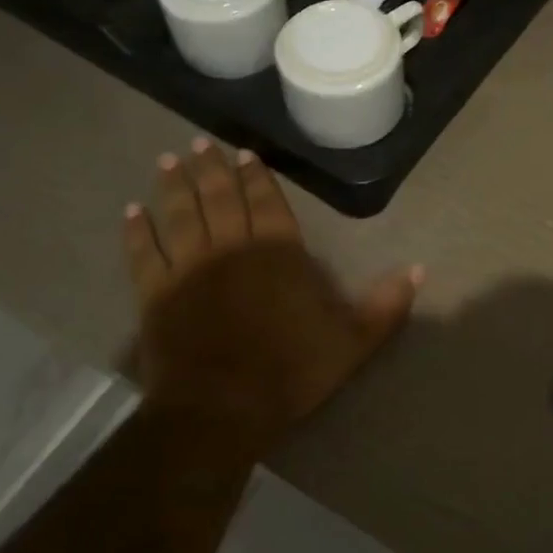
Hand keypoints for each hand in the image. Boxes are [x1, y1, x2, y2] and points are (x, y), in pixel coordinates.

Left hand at [122, 139, 421, 460]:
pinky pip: (143, 254)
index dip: (255, 175)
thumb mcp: (353, 342)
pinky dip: (136, 232)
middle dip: (210, 168)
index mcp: (277, 252)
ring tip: (167, 160)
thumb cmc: (291, 372)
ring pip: (179, 214)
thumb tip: (420, 269)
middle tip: (199, 143)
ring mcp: (188, 268)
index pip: (266, 201)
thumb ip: (386, 305)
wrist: (221, 409)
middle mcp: (231, 247)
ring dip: (173, 185)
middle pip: (218, 197)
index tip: (243, 153)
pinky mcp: (155, 293)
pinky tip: (132, 212)